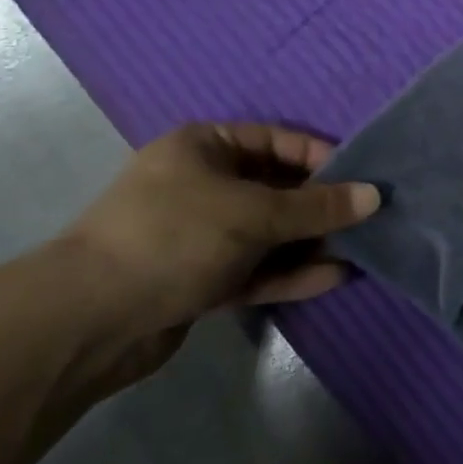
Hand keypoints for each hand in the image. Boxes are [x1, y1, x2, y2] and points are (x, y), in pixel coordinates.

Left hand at [56, 123, 380, 390]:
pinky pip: (256, 268)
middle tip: (368, 218)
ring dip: (311, 242)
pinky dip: (291, 272)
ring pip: (269, 233)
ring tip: (361, 249)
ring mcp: (201, 235)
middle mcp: (203, 184)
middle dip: (321, 206)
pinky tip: (333, 277)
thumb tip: (373, 196)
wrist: (89, 321)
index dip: (321, 158)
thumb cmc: (174, 237)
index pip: (277, 142)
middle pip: (276, 188)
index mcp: (204, 147)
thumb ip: (316, 206)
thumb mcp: (253, 213)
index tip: (362, 179)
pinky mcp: (201, 279)